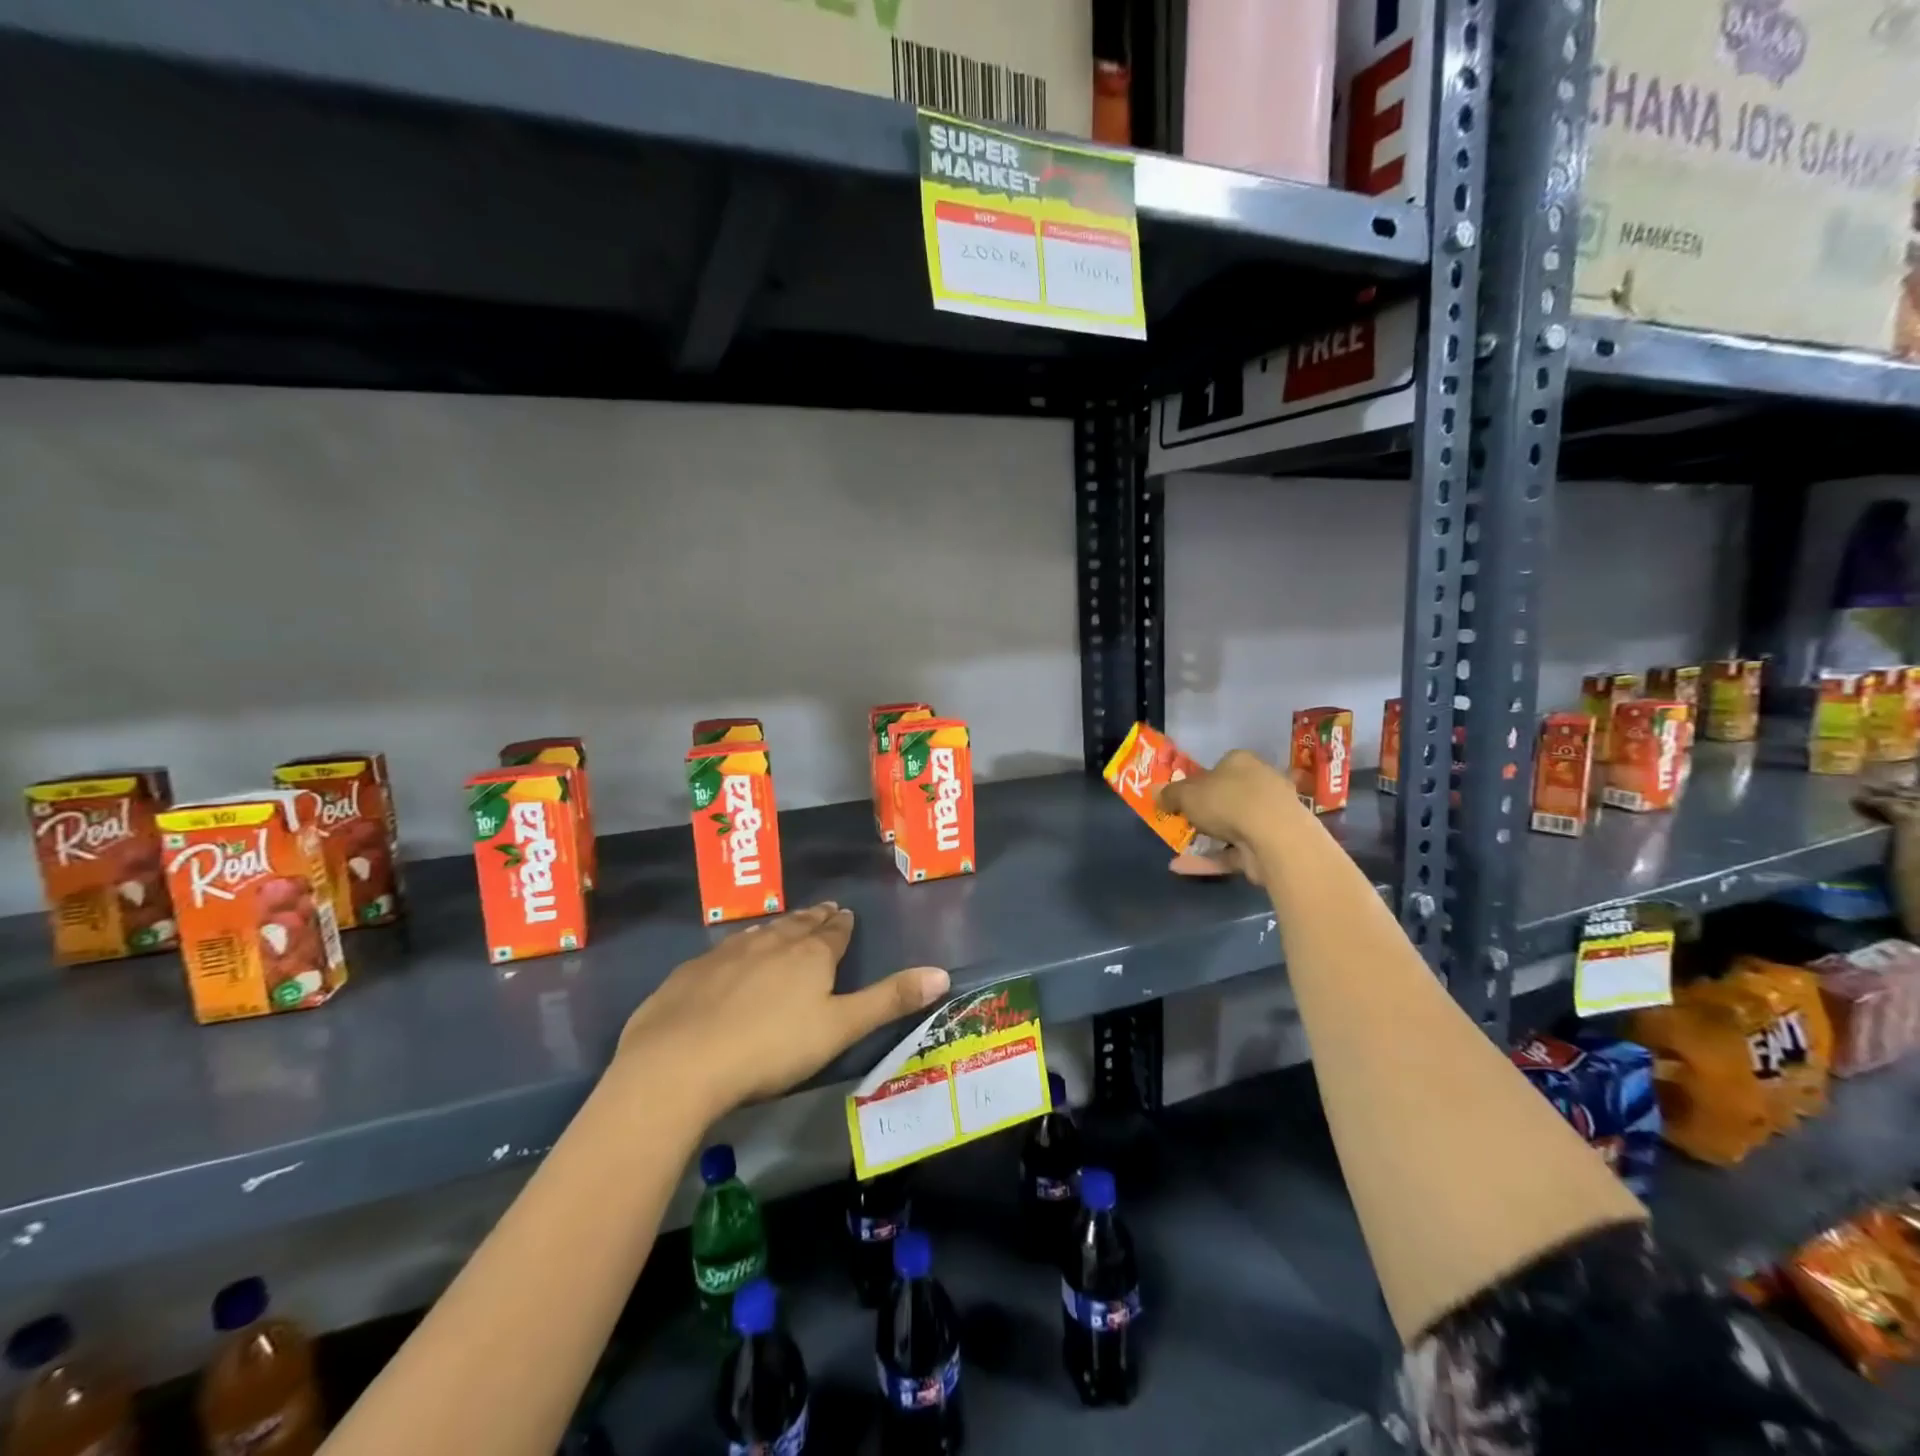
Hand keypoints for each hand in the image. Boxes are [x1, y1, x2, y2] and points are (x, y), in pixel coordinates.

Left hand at [616, 903, 949, 1117]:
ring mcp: (727, 954)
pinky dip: (740, 946)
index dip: (841, 924)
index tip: (845, 914)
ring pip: (761, 933)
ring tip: (786, 923)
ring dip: (778, 927)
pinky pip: (725, 950)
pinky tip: (733, 953)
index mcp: (809, 955)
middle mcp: (770, 943)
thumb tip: (943, 973)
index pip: (833, 932)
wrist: (679, 1062)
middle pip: (798, 926)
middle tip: (823, 909)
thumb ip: (889, 1000)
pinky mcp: (691, 972)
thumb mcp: (840, 1029)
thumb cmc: (771, 1048)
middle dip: (814, 918)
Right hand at [1158, 749, 1299, 881]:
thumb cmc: (1227, 801)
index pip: (1221, 766)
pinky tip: (1179, 867)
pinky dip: (1208, 860)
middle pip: (1228, 796)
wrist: (1274, 837)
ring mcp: (1269, 818)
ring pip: (1232, 826)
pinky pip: (1232, 853)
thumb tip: (1154, 793)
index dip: (1200, 779)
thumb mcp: (1186, 794)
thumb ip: (1169, 794)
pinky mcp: (1269, 848)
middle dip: (1206, 809)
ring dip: (1207, 837)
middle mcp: (1260, 785)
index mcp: (1242, 763)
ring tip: (1177, 845)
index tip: (1182, 794)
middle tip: (1181, 819)